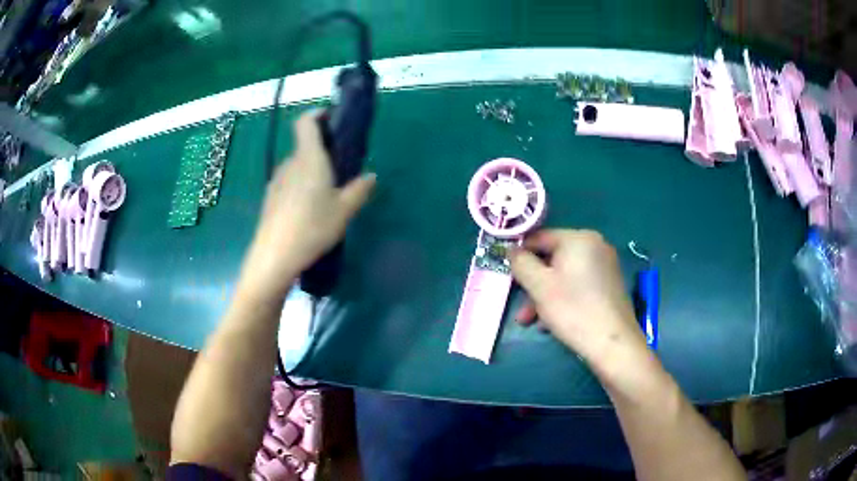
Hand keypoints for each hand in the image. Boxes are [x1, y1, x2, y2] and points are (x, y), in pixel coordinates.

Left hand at [240, 111, 375, 300]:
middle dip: (323, 150)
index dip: (318, 115)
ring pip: (297, 166)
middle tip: (341, 168)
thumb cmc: (312, 227)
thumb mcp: (344, 211)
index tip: (332, 120)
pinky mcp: (270, 198)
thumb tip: (371, 176)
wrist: (274, 257)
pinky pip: (289, 182)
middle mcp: (290, 164)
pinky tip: (309, 210)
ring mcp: (277, 181)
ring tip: (327, 193)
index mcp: (309, 159)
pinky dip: (301, 185)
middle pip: (305, 146)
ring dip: (312, 170)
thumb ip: (359, 190)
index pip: (306, 122)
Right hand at [509, 229, 646, 365]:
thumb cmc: (573, 309)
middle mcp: (595, 245)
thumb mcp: (539, 285)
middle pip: (552, 259)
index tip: (508, 277)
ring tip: (533, 321)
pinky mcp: (609, 284)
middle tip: (521, 309)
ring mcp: (605, 265)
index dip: (520, 256)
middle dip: (533, 284)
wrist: (613, 343)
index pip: (539, 237)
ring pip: (564, 275)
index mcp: (579, 238)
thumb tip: (512, 250)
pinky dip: (563, 298)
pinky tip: (553, 322)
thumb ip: (521, 263)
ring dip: (545, 296)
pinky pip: (578, 285)